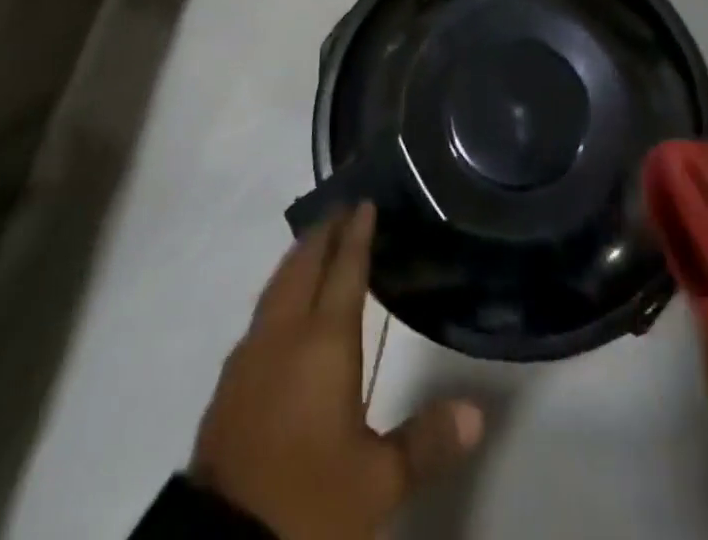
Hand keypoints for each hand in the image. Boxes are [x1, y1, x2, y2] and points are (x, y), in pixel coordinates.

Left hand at [192, 204, 483, 539]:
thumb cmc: (307, 504)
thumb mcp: (376, 483)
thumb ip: (425, 440)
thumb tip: (477, 412)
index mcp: (324, 342)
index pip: (344, 271)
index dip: (357, 234)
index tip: (365, 203)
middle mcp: (284, 333)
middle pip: (304, 265)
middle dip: (325, 233)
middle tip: (343, 210)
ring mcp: (251, 355)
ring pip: (277, 285)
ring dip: (299, 258)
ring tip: (316, 244)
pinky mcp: (230, 382)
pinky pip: (262, 312)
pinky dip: (280, 290)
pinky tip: (285, 307)